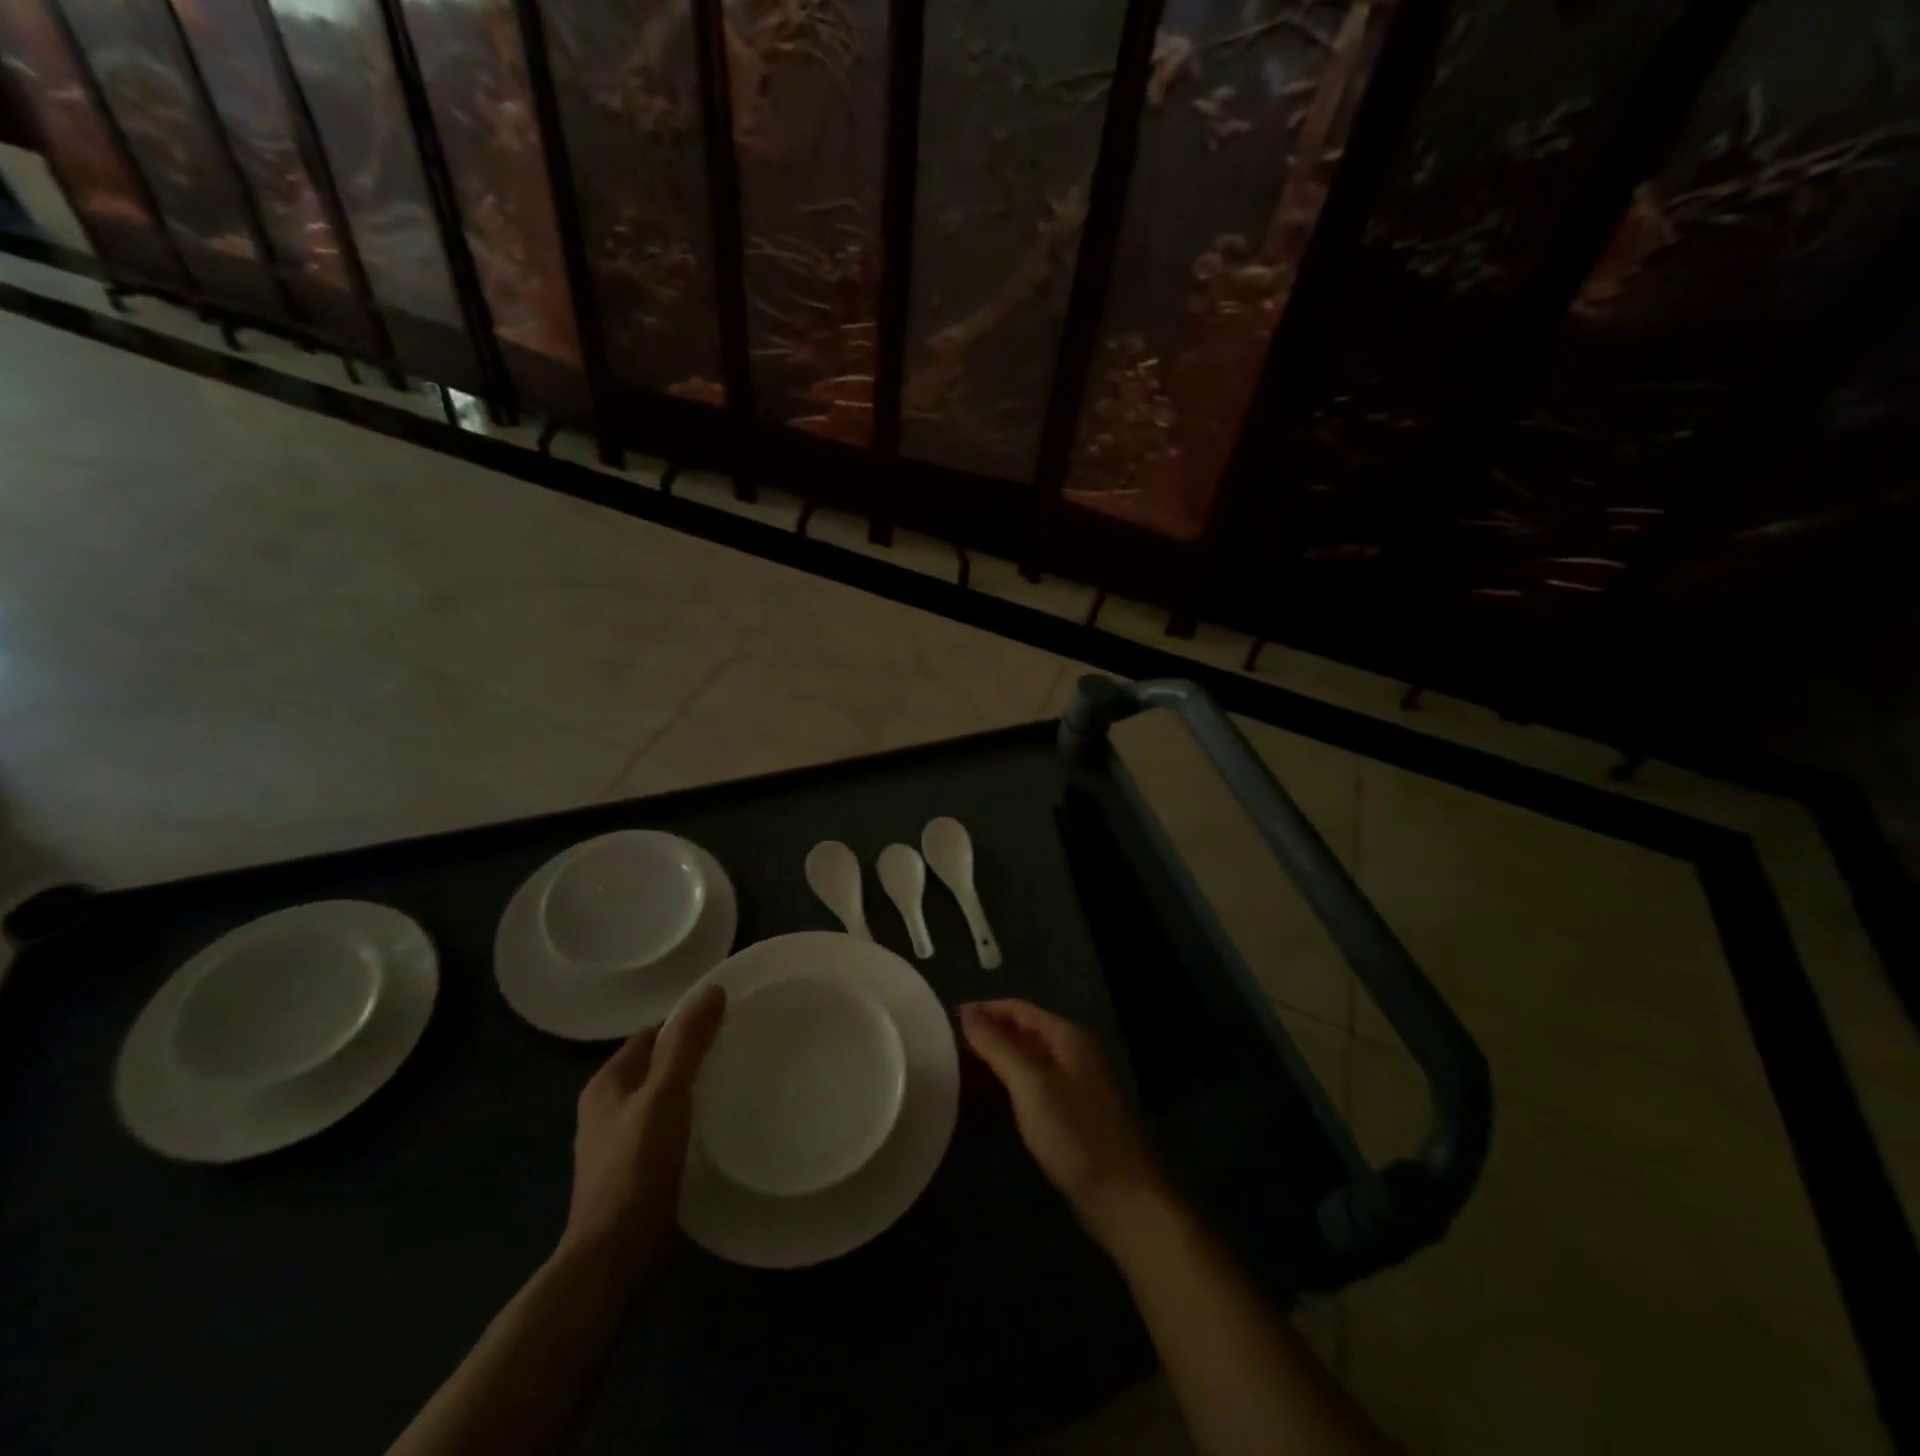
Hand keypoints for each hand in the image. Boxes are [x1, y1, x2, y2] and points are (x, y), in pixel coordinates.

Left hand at [559, 985, 726, 1289]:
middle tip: (737, 1050)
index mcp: (606, 1084)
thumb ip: (687, 1043)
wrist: (613, 1258)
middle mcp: (605, 1109)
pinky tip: (715, 1129)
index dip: (685, 1024)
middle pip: (656, 1067)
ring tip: (735, 1085)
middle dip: (692, 1057)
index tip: (726, 1021)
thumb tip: (712, 990)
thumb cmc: (635, 1167)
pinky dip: (688, 1123)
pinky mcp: (633, 1175)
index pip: (651, 1035)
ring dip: (692, 1091)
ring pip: (662, 1101)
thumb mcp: (666, 1094)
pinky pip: (665, 1131)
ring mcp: (616, 1145)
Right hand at [958, 1000, 1167, 1246]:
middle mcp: (1072, 1052)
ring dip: (994, 1062)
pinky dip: (1007, 1085)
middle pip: (1022, 1032)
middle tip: (946, 1050)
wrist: (1120, 1196)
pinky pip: (1031, 1085)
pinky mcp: (1069, 1111)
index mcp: (1067, 1036)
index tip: (947, 1022)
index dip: (983, 1010)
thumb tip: (968, 1011)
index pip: (1018, 1009)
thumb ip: (998, 1046)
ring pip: (1025, 1060)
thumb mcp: (1030, 1085)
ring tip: (957, 1073)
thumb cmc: (1073, 1134)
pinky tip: (985, 1100)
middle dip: (986, 1037)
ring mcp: (1073, 1082)